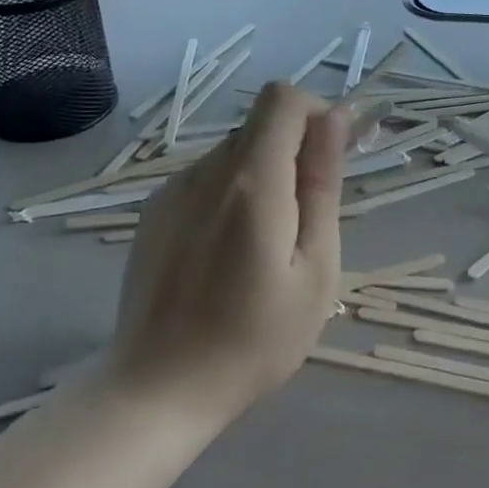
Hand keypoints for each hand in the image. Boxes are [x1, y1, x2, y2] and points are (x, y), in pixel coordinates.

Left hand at [108, 83, 349, 426]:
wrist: (157, 389)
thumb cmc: (255, 340)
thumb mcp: (315, 268)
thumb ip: (323, 185)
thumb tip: (334, 119)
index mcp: (251, 181)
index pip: (282, 99)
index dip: (316, 114)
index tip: (332, 158)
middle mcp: (205, 171)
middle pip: (260, 124)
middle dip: (295, 151)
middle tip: (308, 218)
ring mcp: (172, 190)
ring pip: (234, 152)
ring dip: (263, 176)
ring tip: (267, 246)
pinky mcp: (154, 211)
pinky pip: (207, 179)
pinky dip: (232, 194)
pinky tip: (228, 253)